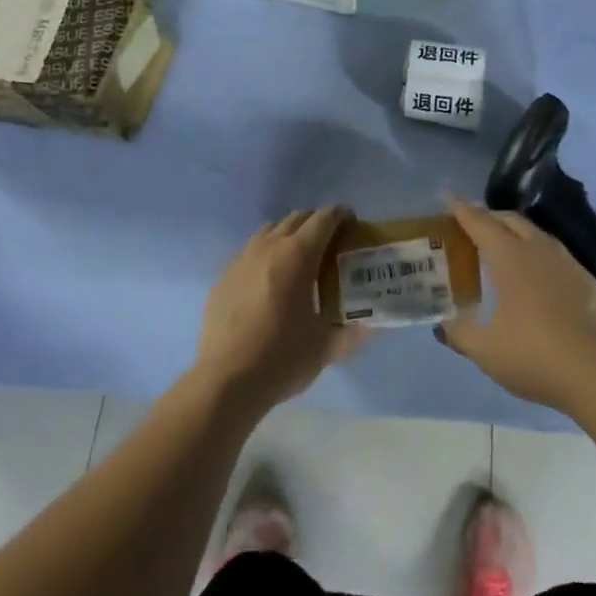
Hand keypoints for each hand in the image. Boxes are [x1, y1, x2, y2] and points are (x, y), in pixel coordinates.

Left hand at [196, 207, 357, 412]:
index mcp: (298, 256)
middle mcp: (269, 247)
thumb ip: (354, 332)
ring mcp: (241, 259)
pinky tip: (270, 281)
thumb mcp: (327, 347)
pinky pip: (250, 251)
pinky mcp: (223, 276)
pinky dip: (266, 254)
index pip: (324, 218)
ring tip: (300, 258)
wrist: (225, 381)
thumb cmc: (282, 358)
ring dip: (290, 234)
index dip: (342, 215)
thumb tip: (372, 326)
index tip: (353, 223)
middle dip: (317, 222)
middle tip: (331, 243)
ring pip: (270, 230)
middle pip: (297, 218)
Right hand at [438, 198, 595, 414]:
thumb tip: (442, 325)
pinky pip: (557, 256)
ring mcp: (568, 263)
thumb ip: (458, 334)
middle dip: (490, 217)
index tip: (449, 198)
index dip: (462, 210)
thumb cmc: (533, 354)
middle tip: (473, 225)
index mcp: (510, 257)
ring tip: (504, 248)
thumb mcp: (484, 349)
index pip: (481, 223)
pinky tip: (538, 277)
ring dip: (516, 234)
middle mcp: (539, 250)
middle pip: (511, 220)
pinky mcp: (588, 281)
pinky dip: (539, 255)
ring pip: (537, 235)